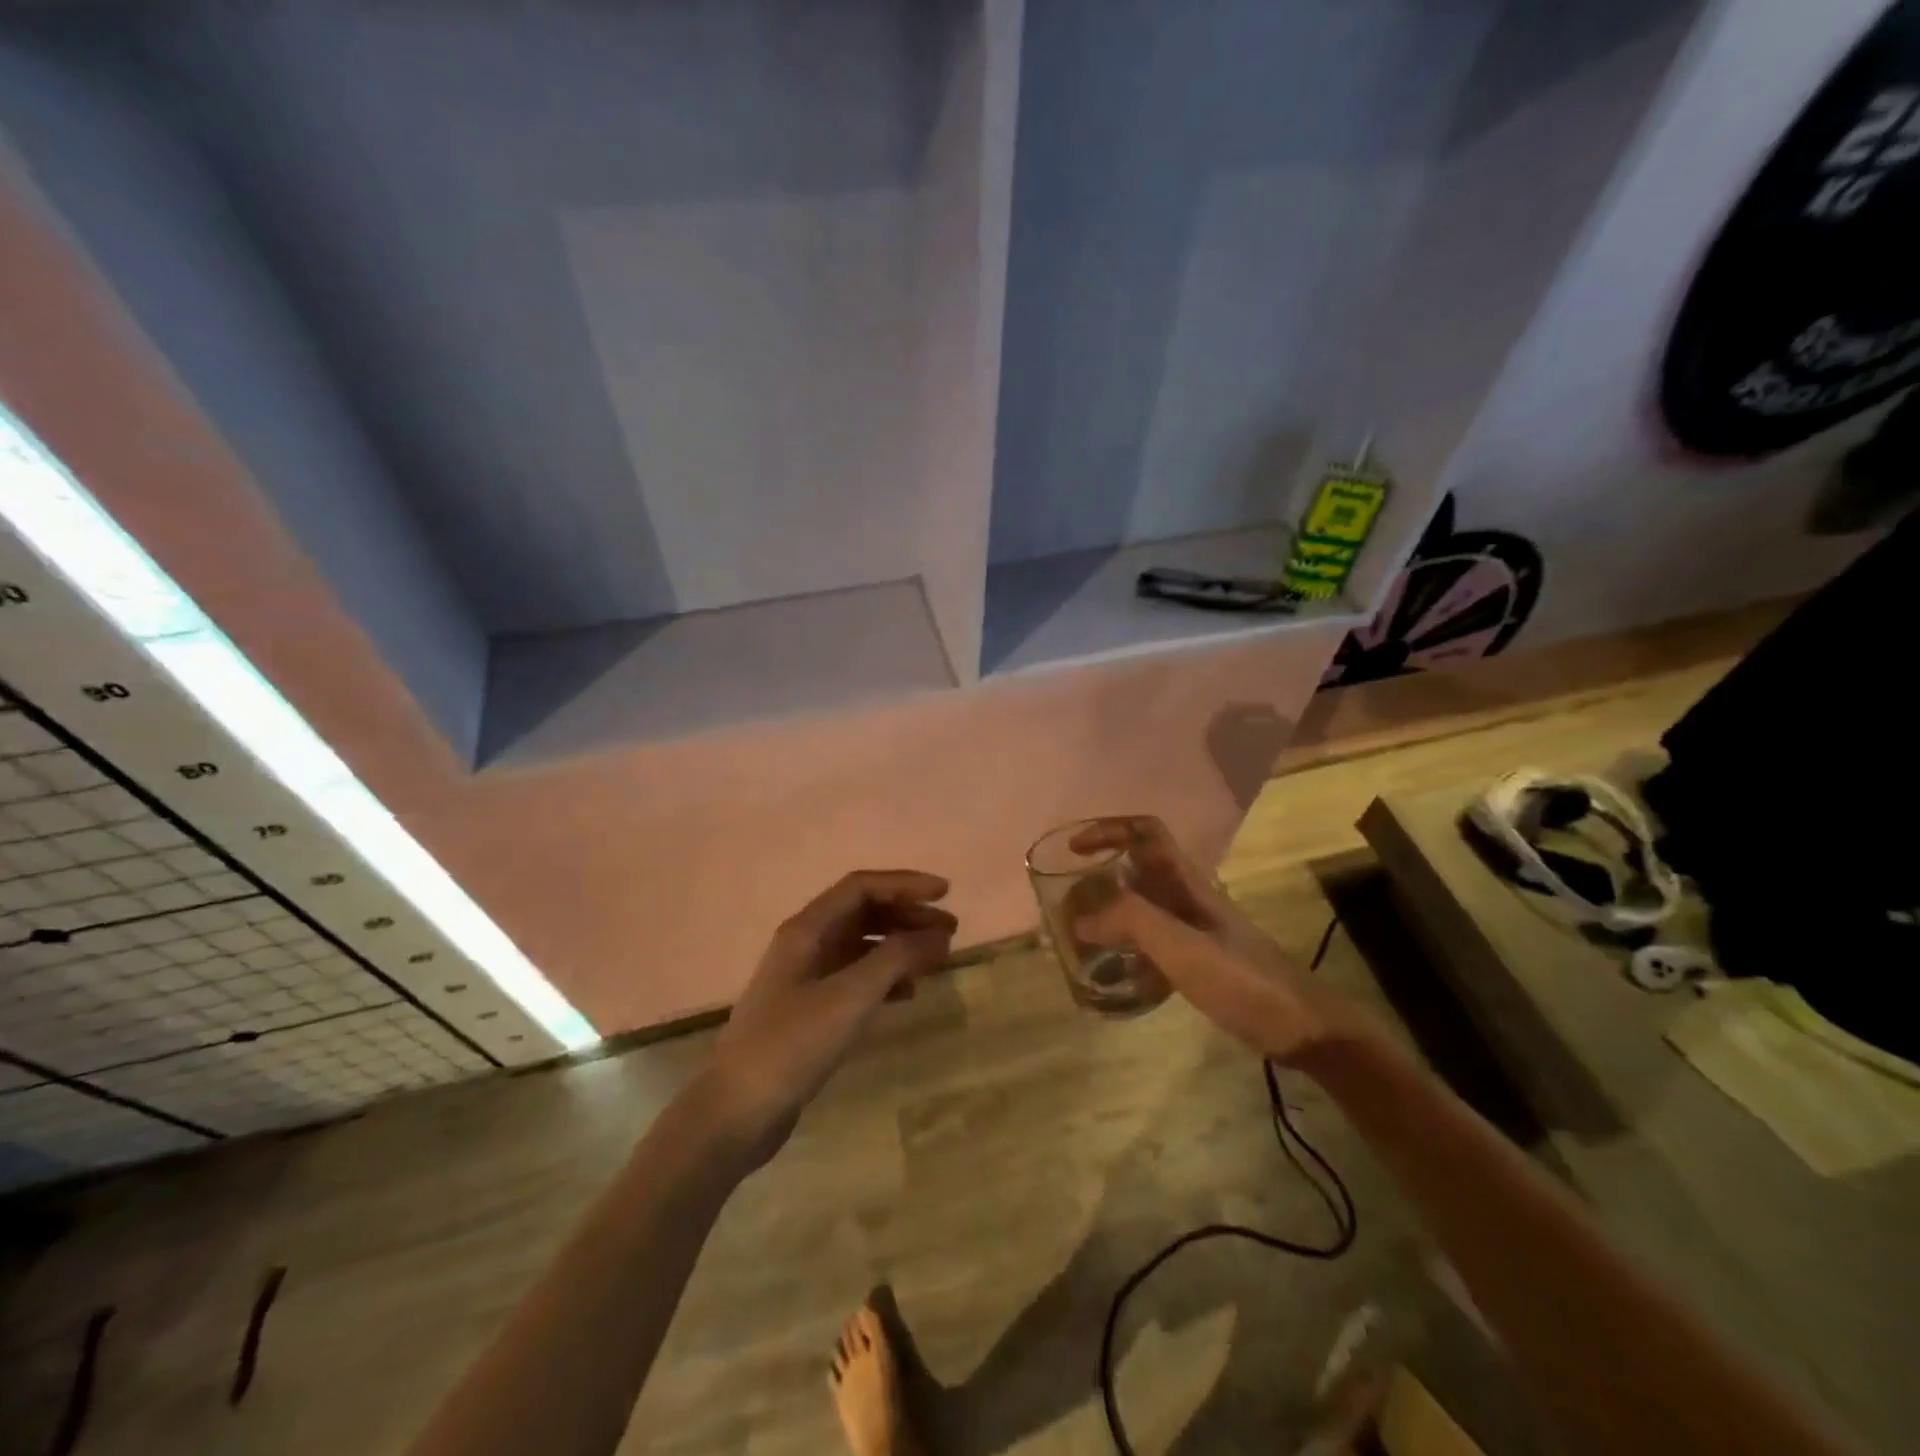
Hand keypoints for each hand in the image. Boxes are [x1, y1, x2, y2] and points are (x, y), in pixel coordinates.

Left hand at [696, 870, 955, 1167]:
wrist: (736, 1111)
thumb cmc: (792, 1044)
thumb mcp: (850, 997)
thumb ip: (895, 959)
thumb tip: (936, 935)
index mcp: (807, 929)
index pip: (861, 887)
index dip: (905, 884)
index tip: (945, 892)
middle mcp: (805, 944)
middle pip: (864, 913)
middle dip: (908, 916)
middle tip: (950, 931)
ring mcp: (806, 978)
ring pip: (862, 946)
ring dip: (900, 947)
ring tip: (937, 960)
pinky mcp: (810, 1011)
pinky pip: (856, 979)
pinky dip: (886, 979)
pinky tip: (909, 994)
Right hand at [1070, 817, 1366, 1061]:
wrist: (1305, 1027)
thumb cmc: (1244, 980)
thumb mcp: (1183, 947)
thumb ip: (1132, 923)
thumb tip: (1081, 917)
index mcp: (1186, 882)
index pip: (1144, 832)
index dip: (1107, 830)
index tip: (1074, 850)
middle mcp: (1188, 897)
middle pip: (1137, 868)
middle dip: (1099, 876)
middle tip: (1069, 904)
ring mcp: (1196, 928)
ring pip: (1143, 905)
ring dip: (1111, 911)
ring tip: (1082, 936)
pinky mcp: (1201, 958)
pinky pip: (1153, 939)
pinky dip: (1128, 945)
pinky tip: (1116, 971)